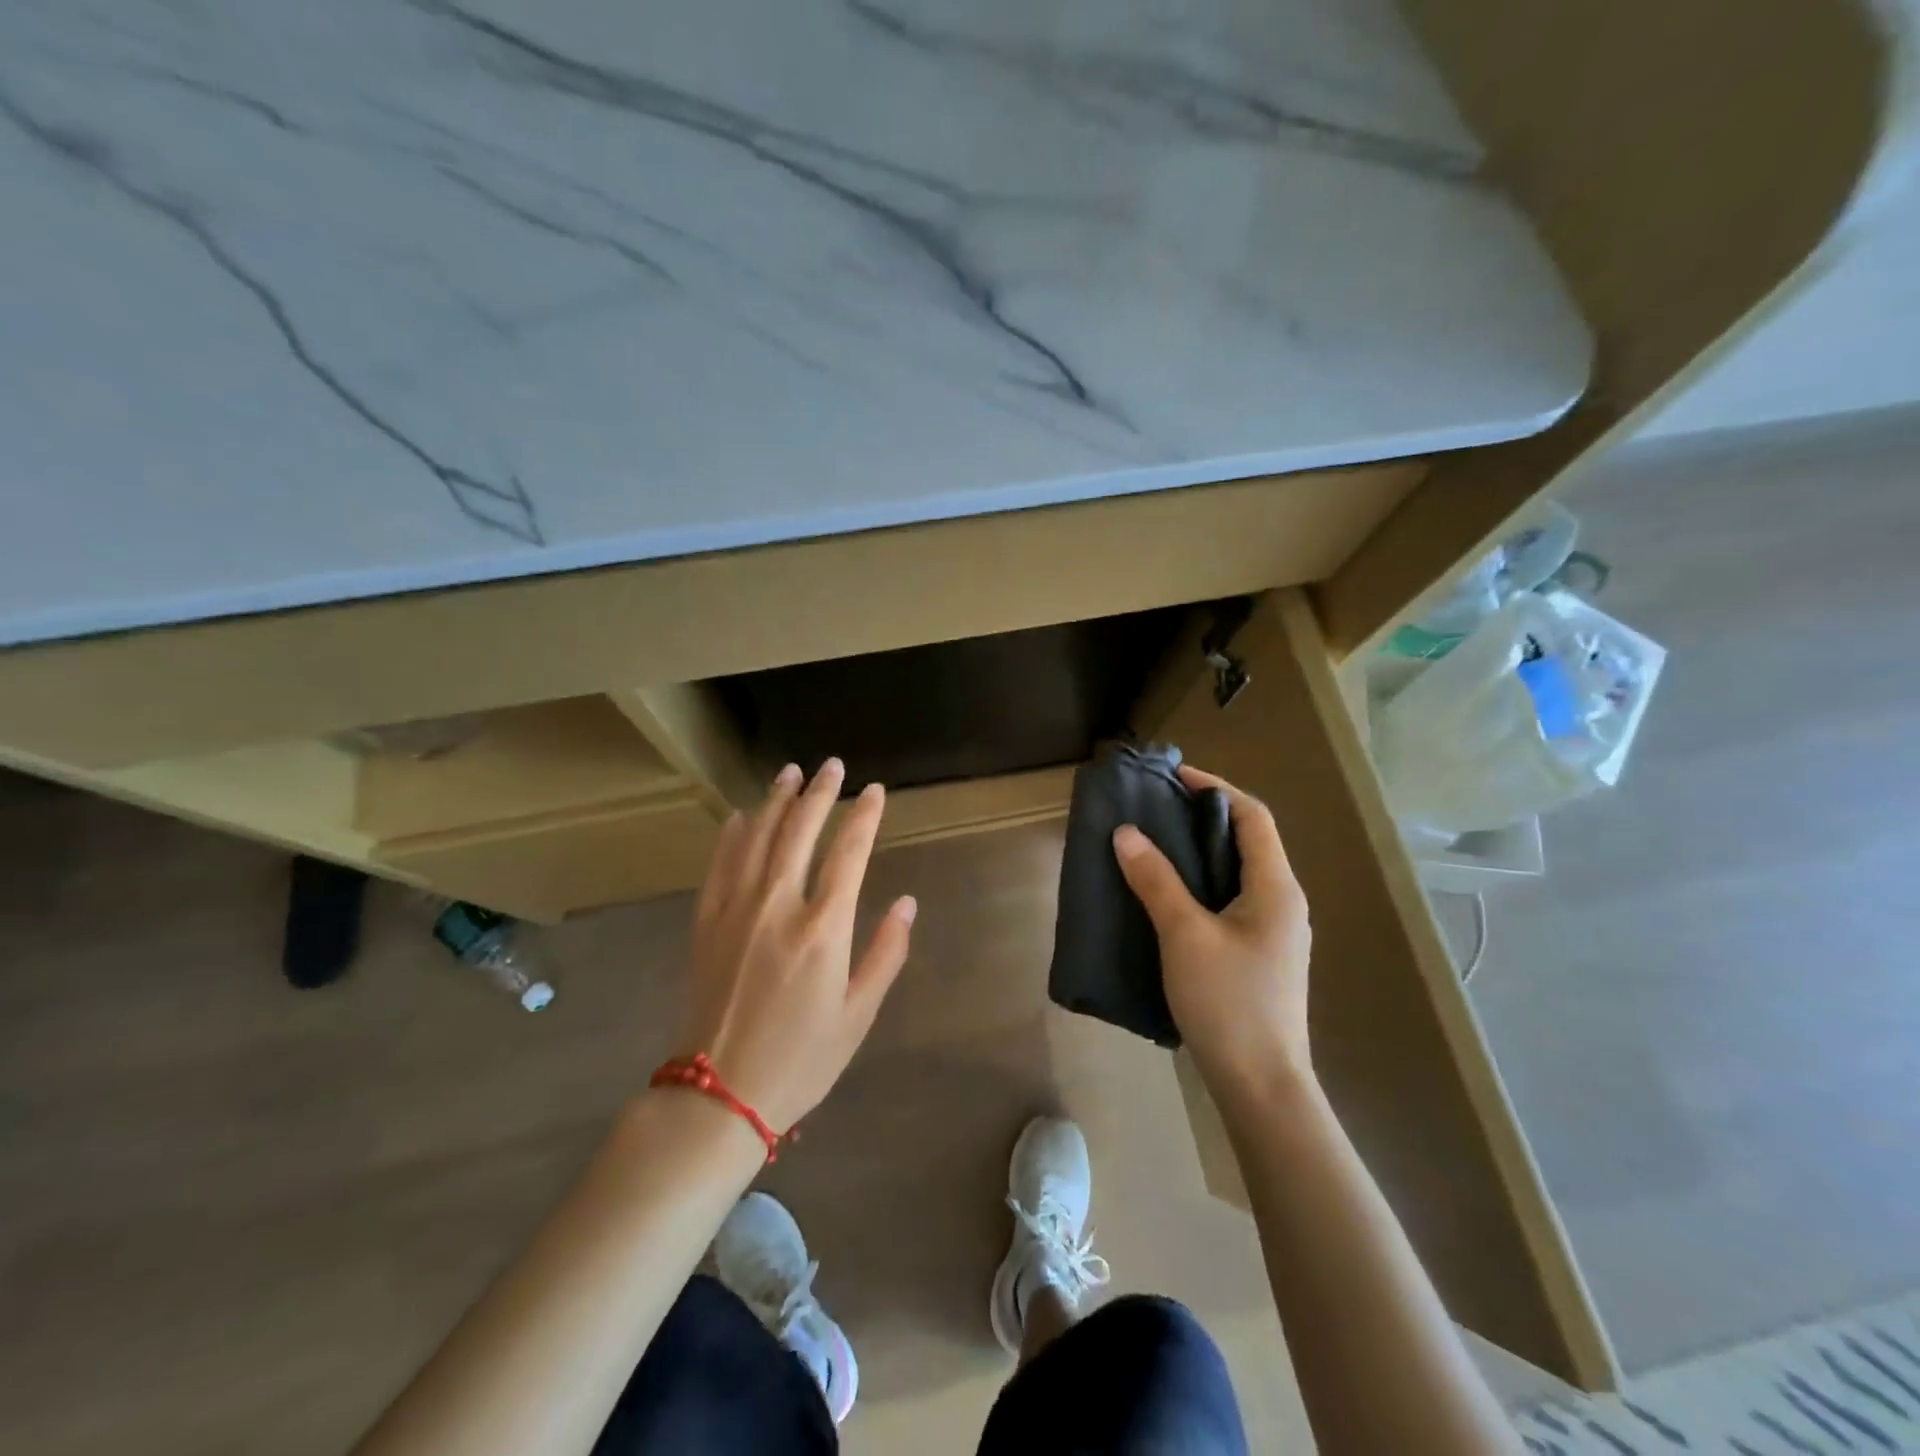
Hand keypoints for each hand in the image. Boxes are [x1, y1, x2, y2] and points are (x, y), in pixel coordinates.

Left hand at [676, 759, 915, 1132]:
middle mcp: (778, 906)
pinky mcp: (707, 922)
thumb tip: (908, 902)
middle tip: (832, 766)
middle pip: (800, 831)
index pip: (849, 853)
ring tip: (789, 772)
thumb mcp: (858, 1014)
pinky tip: (741, 815)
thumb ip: (886, 953)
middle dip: (819, 793)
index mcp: (823, 929)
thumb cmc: (801, 1059)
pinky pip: (720, 865)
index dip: (864, 816)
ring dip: (776, 801)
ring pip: (758, 838)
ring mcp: (736, 910)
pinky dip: (732, 834)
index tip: (875, 791)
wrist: (719, 1095)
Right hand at [1112, 764, 1311, 1093]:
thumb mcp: (1184, 934)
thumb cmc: (1228, 1002)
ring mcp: (1274, 932)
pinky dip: (1200, 885)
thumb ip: (1156, 880)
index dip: (1215, 789)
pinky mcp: (1260, 956)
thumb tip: (1126, 833)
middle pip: (1246, 841)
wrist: (1261, 1085)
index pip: (1252, 816)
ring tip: (1153, 847)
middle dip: (1201, 819)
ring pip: (1237, 874)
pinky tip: (1167, 898)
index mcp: (1276, 887)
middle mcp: (1283, 902)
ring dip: (1199, 854)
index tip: (1172, 778)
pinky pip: (1230, 901)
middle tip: (1154, 811)